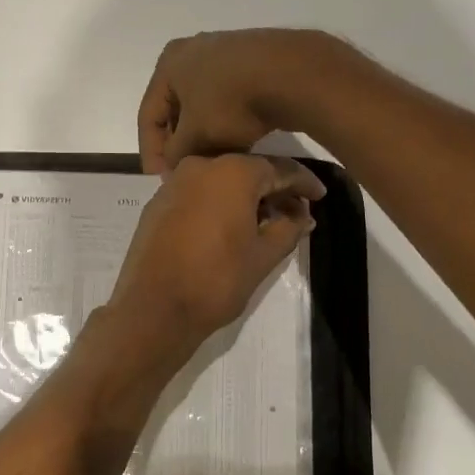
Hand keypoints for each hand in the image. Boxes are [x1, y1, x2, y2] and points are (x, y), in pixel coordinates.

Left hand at [106, 153, 324, 360]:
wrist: (154, 308)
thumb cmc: (216, 280)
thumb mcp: (263, 256)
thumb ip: (288, 229)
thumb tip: (303, 217)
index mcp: (232, 172)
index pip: (279, 169)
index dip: (303, 183)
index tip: (320, 196)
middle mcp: (200, 166)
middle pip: (247, 171)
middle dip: (274, 190)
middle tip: (296, 212)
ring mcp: (174, 183)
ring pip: (220, 181)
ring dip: (245, 197)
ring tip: (266, 223)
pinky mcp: (157, 204)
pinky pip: (197, 194)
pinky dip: (218, 204)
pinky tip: (231, 226)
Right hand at [136, 29, 346, 172]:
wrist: (293, 75)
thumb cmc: (231, 103)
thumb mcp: (195, 137)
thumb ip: (175, 154)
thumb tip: (173, 164)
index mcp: (168, 63)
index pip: (148, 115)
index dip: (151, 152)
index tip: (160, 180)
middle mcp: (191, 51)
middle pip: (176, 108)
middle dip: (179, 143)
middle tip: (184, 171)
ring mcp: (225, 52)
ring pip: (203, 104)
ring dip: (204, 134)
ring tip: (212, 162)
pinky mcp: (253, 60)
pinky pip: (228, 97)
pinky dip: (226, 121)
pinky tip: (237, 143)